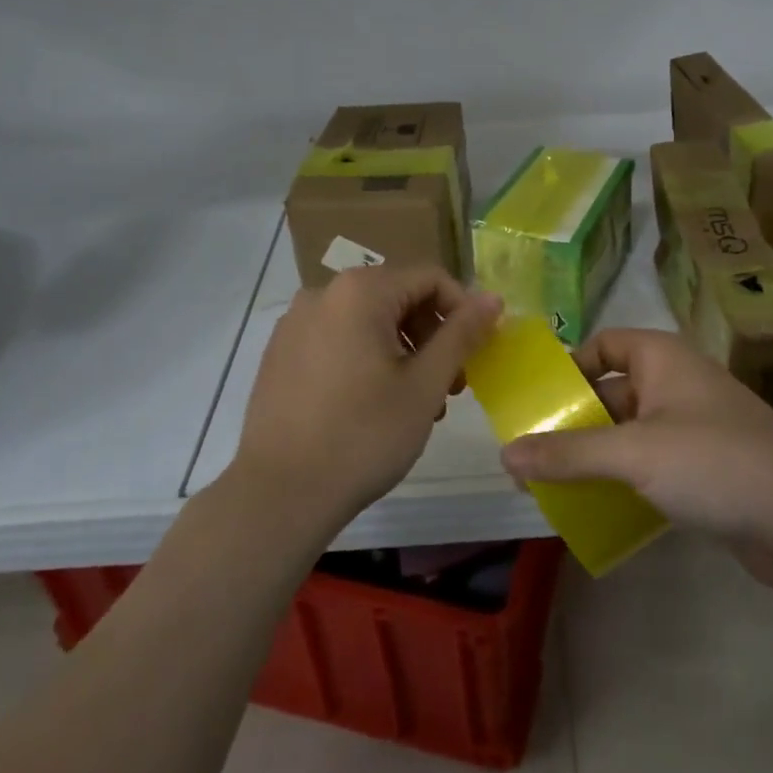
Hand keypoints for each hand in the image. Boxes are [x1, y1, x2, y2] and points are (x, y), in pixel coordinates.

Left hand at [231, 266, 501, 529]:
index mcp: (360, 291)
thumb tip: (493, 298)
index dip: (462, 310)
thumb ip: (462, 334)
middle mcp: (323, 293)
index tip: (475, 355)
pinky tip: (372, 405)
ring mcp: (295, 323)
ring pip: (368, 321)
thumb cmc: (363, 436)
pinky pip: (338, 339)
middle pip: (398, 296)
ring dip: (403, 351)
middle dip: (432, 335)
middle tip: (449, 386)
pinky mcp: (280, 353)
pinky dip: (367, 359)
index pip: (430, 278)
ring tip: (415, 403)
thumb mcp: (425, 384)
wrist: (279, 495)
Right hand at [498, 328, 772, 592]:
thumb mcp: (632, 453)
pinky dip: (623, 481)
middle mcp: (676, 384)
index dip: (568, 368)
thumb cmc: (713, 462)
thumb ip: (568, 453)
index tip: (535, 402)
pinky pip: (651, 465)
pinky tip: (597, 509)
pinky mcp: (706, 469)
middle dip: (573, 422)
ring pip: (629, 433)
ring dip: (595, 456)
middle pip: (611, 392)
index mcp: (662, 358)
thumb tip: (505, 453)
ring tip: (553, 485)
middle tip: (531, 454)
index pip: (603, 346)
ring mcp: (693, 428)